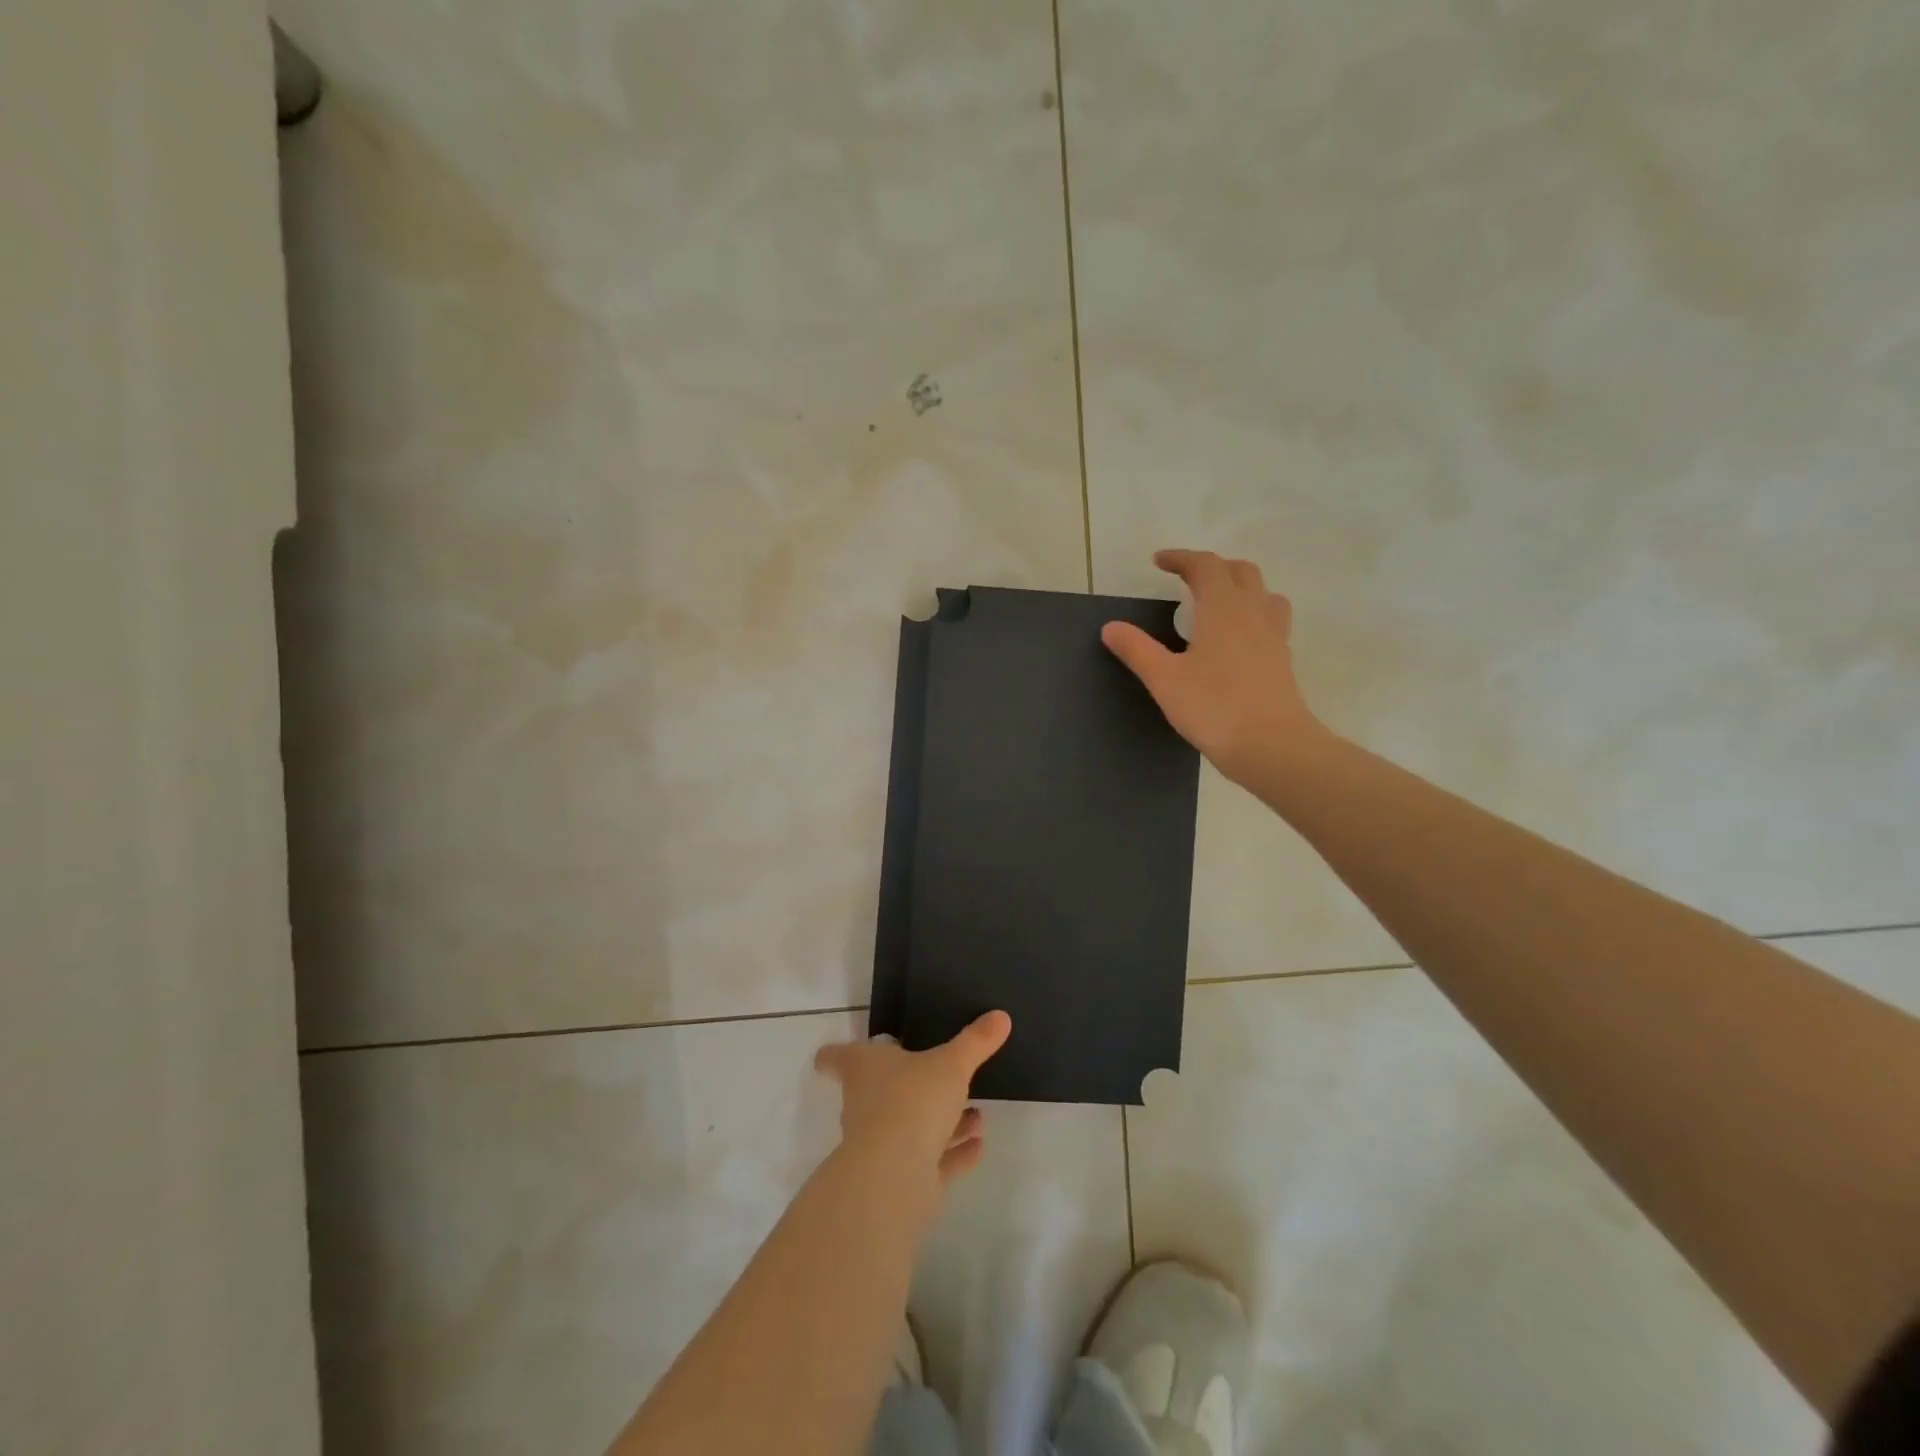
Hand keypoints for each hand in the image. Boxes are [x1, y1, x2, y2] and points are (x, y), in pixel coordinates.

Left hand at [814, 1011, 1011, 1192]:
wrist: (895, 1175)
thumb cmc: (912, 1100)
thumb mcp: (952, 1063)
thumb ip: (975, 1041)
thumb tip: (1000, 1016)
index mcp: (865, 1069)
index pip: (838, 1057)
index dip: (836, 1054)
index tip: (833, 1055)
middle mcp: (866, 1104)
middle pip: (878, 1092)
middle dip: (912, 1086)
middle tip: (941, 1077)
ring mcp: (882, 1145)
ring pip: (912, 1127)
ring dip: (944, 1122)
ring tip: (978, 1116)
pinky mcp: (902, 1179)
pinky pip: (931, 1161)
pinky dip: (953, 1154)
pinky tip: (978, 1146)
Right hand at [1102, 549, 1326, 784]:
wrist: (1271, 745)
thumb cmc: (1213, 707)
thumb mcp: (1164, 679)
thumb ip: (1137, 650)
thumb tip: (1110, 627)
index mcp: (1222, 609)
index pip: (1205, 566)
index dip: (1182, 558)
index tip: (1159, 562)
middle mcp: (1253, 612)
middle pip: (1240, 572)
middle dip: (1212, 567)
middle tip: (1186, 578)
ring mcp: (1273, 635)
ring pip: (1263, 593)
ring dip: (1240, 586)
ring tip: (1219, 601)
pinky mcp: (1282, 659)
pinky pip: (1271, 619)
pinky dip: (1253, 613)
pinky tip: (1238, 638)